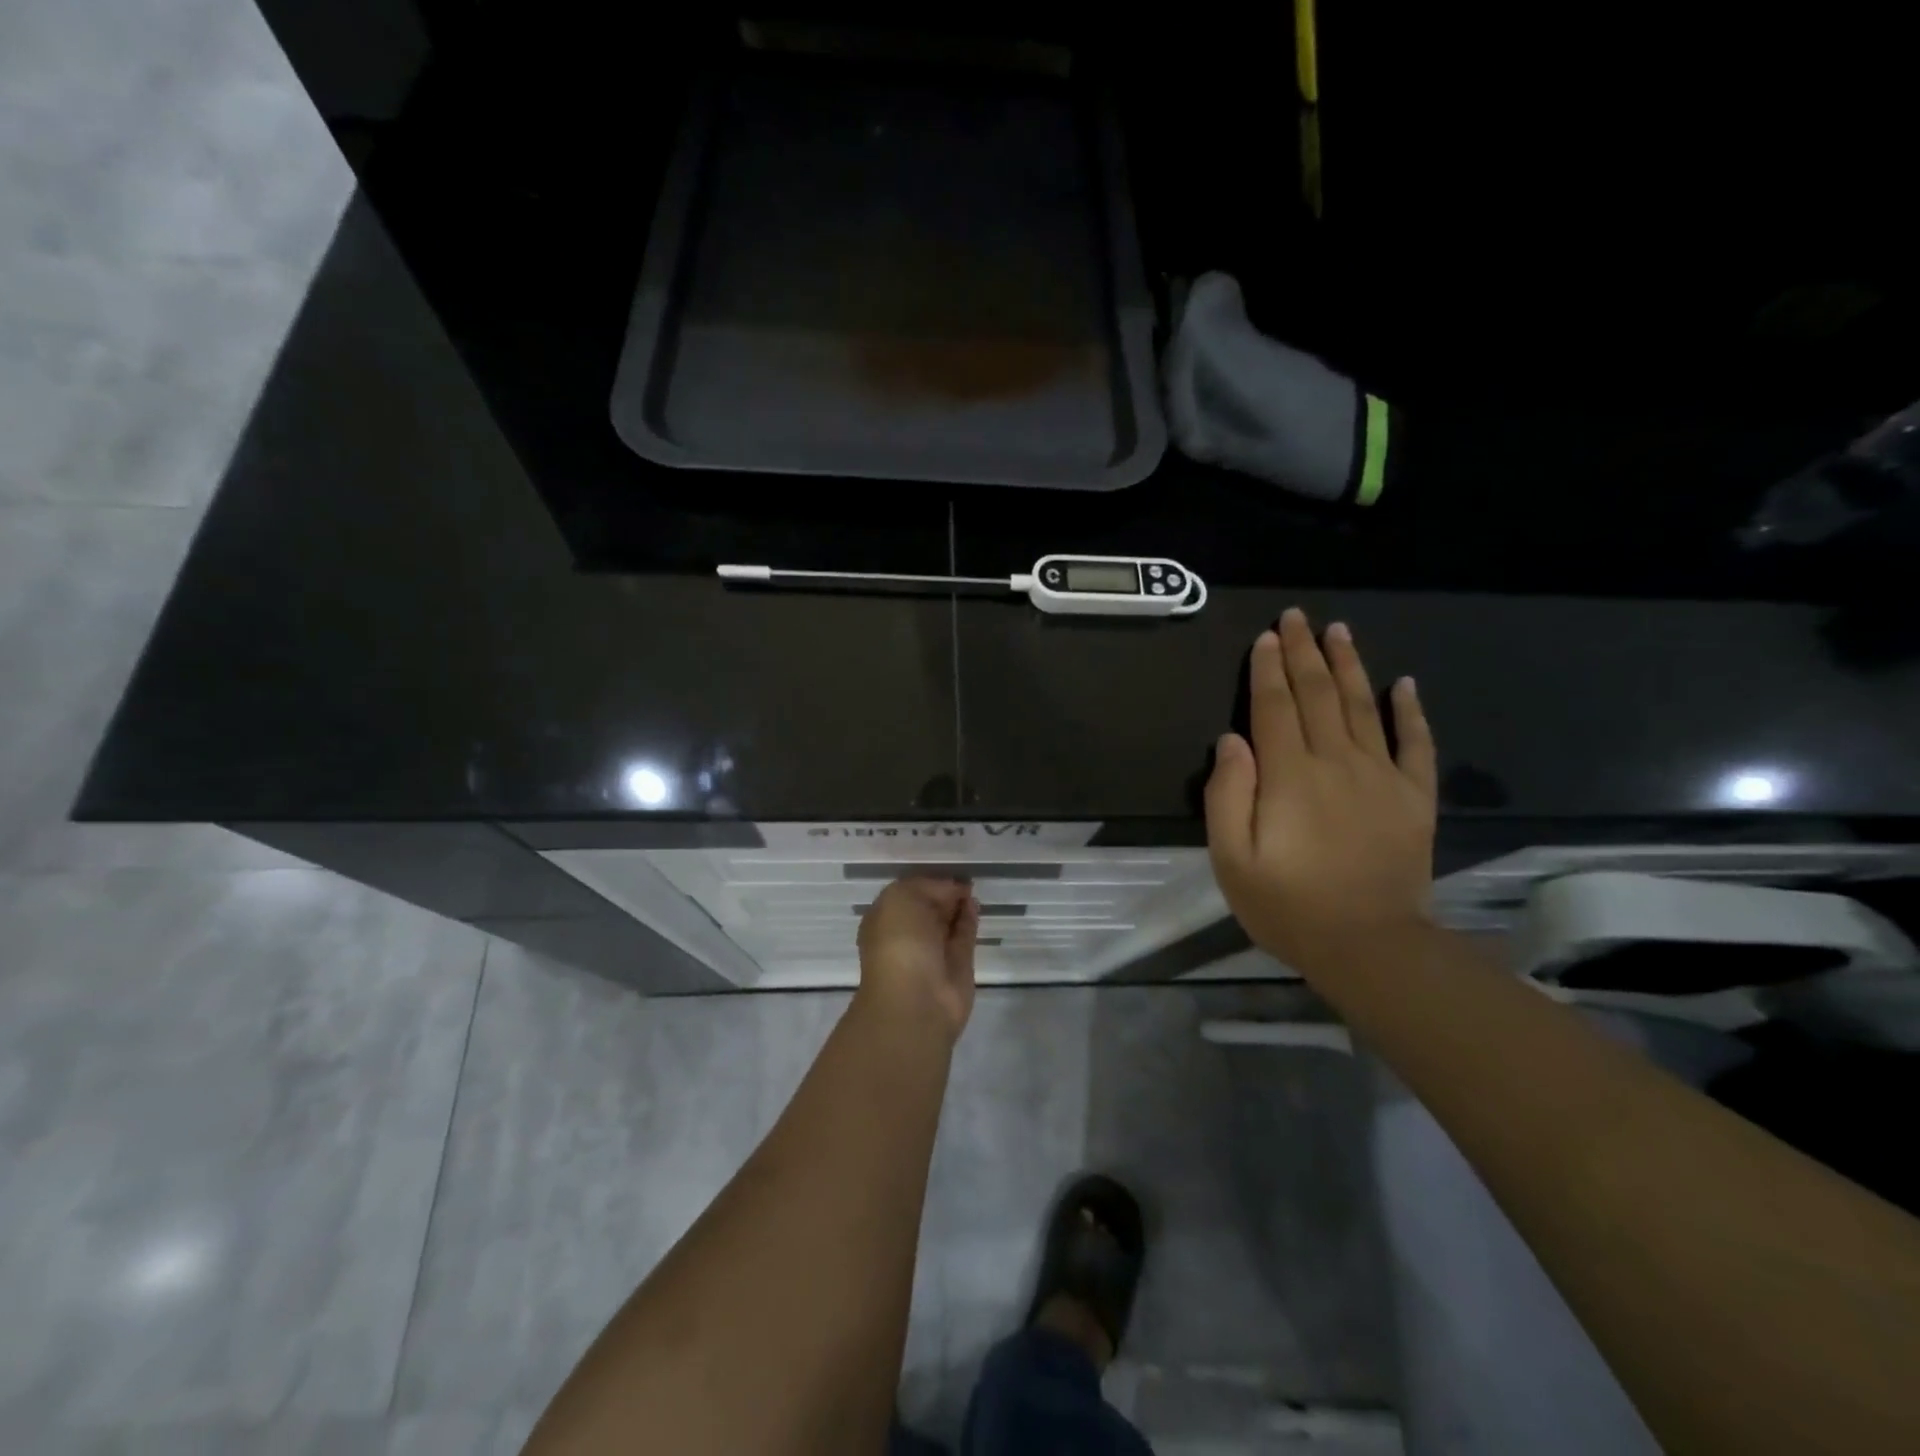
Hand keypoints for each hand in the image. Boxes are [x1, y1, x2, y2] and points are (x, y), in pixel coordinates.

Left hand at [855, 877, 979, 1042]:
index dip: (926, 881)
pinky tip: (975, 903)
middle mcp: (907, 935)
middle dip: (942, 892)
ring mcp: (933, 951)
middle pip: (927, 907)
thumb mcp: (903, 897)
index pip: (906, 893)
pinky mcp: (957, 965)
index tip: (945, 868)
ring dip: (958, 905)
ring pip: (947, 922)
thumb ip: (928, 886)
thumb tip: (954, 891)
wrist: (916, 1000)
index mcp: (885, 919)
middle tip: (963, 874)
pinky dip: (969, 919)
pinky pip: (964, 935)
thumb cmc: (899, 942)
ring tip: (972, 886)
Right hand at [1204, 608, 1437, 977]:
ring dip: (1350, 666)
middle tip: (1296, 617)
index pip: (1275, 707)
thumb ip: (1226, 796)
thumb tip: (1232, 741)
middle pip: (1318, 695)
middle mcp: (1337, 762)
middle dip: (1304, 653)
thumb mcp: (1232, 859)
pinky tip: (1406, 684)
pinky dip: (1411, 712)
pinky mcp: (1414, 798)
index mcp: (1290, 775)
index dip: (1267, 669)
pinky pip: (1416, 745)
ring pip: (1364, 707)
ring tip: (1339, 632)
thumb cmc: (1288, 906)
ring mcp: (1382, 777)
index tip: (1264, 637)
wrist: (1371, 947)